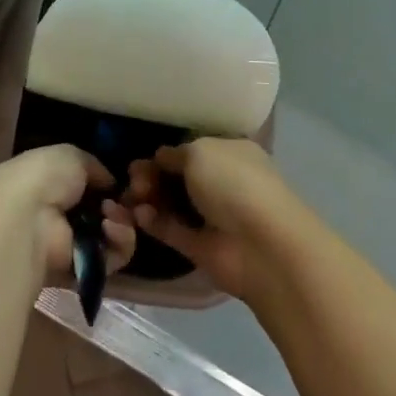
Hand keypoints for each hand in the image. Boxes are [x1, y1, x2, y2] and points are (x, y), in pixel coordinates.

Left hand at [0, 144, 136, 283]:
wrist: (28, 220)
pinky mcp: (84, 269)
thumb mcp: (70, 156)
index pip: (87, 187)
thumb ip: (94, 167)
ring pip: (113, 234)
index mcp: (51, 185)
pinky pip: (114, 256)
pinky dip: (119, 241)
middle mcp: (60, 215)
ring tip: (110, 214)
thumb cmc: (44, 177)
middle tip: (118, 200)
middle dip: (119, 204)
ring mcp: (72, 244)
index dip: (107, 184)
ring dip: (121, 221)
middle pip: (104, 212)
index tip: (118, 182)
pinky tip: (109, 228)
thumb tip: (110, 183)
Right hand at [124, 137, 296, 300]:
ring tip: (132, 198)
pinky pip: (171, 229)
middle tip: (134, 180)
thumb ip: (174, 153)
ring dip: (148, 198)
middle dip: (152, 175)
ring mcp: (212, 216)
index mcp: (230, 153)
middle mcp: (222, 182)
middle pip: (178, 176)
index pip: (192, 149)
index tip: (143, 159)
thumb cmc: (234, 184)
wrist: (262, 246)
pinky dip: (153, 222)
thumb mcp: (200, 151)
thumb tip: (160, 159)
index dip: (166, 154)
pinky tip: (139, 216)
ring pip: (171, 203)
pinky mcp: (200, 246)